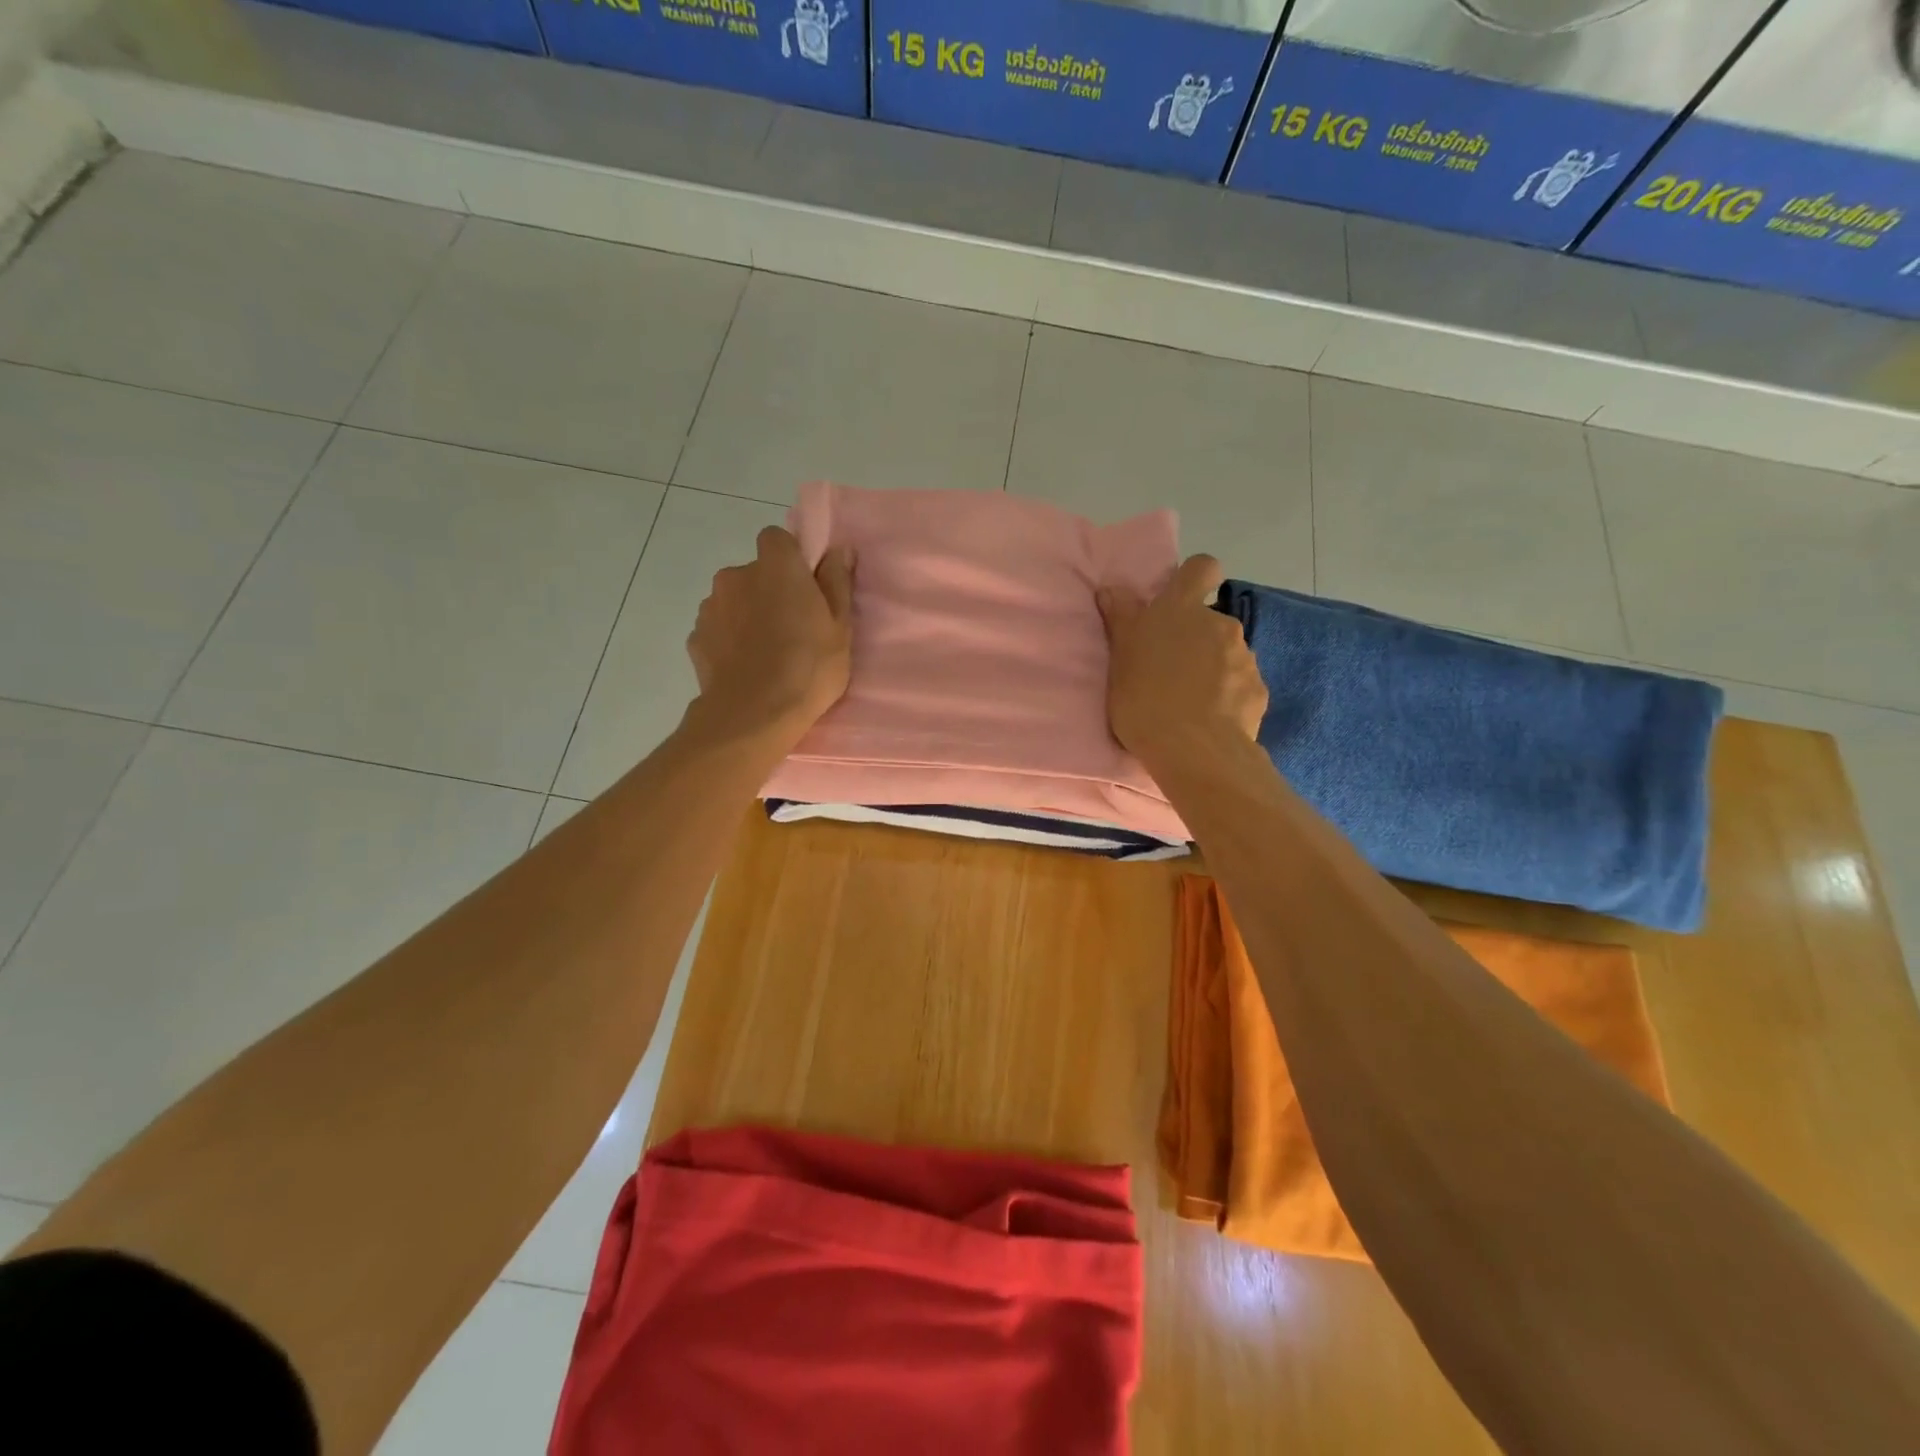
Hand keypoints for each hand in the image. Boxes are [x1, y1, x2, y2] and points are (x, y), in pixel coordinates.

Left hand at [685, 527, 854, 743]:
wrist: (753, 715)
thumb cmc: (808, 666)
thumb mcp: (840, 627)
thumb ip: (837, 582)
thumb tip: (839, 549)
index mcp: (776, 566)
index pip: (776, 539)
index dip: (791, 559)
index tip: (806, 587)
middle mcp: (736, 575)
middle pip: (755, 573)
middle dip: (769, 591)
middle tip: (792, 628)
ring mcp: (710, 606)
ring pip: (733, 601)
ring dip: (747, 616)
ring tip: (766, 654)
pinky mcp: (696, 638)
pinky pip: (718, 630)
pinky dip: (729, 641)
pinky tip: (745, 668)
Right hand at [1096, 554, 1266, 763]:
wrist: (1193, 749)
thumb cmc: (1145, 697)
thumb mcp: (1120, 657)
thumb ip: (1120, 618)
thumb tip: (1112, 588)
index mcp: (1182, 609)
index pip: (1201, 567)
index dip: (1192, 579)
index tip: (1178, 601)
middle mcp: (1220, 624)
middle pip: (1211, 619)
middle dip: (1196, 638)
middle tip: (1170, 670)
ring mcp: (1245, 657)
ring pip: (1228, 653)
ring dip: (1212, 668)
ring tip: (1189, 701)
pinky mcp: (1258, 690)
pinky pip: (1241, 685)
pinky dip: (1228, 696)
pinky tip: (1210, 719)